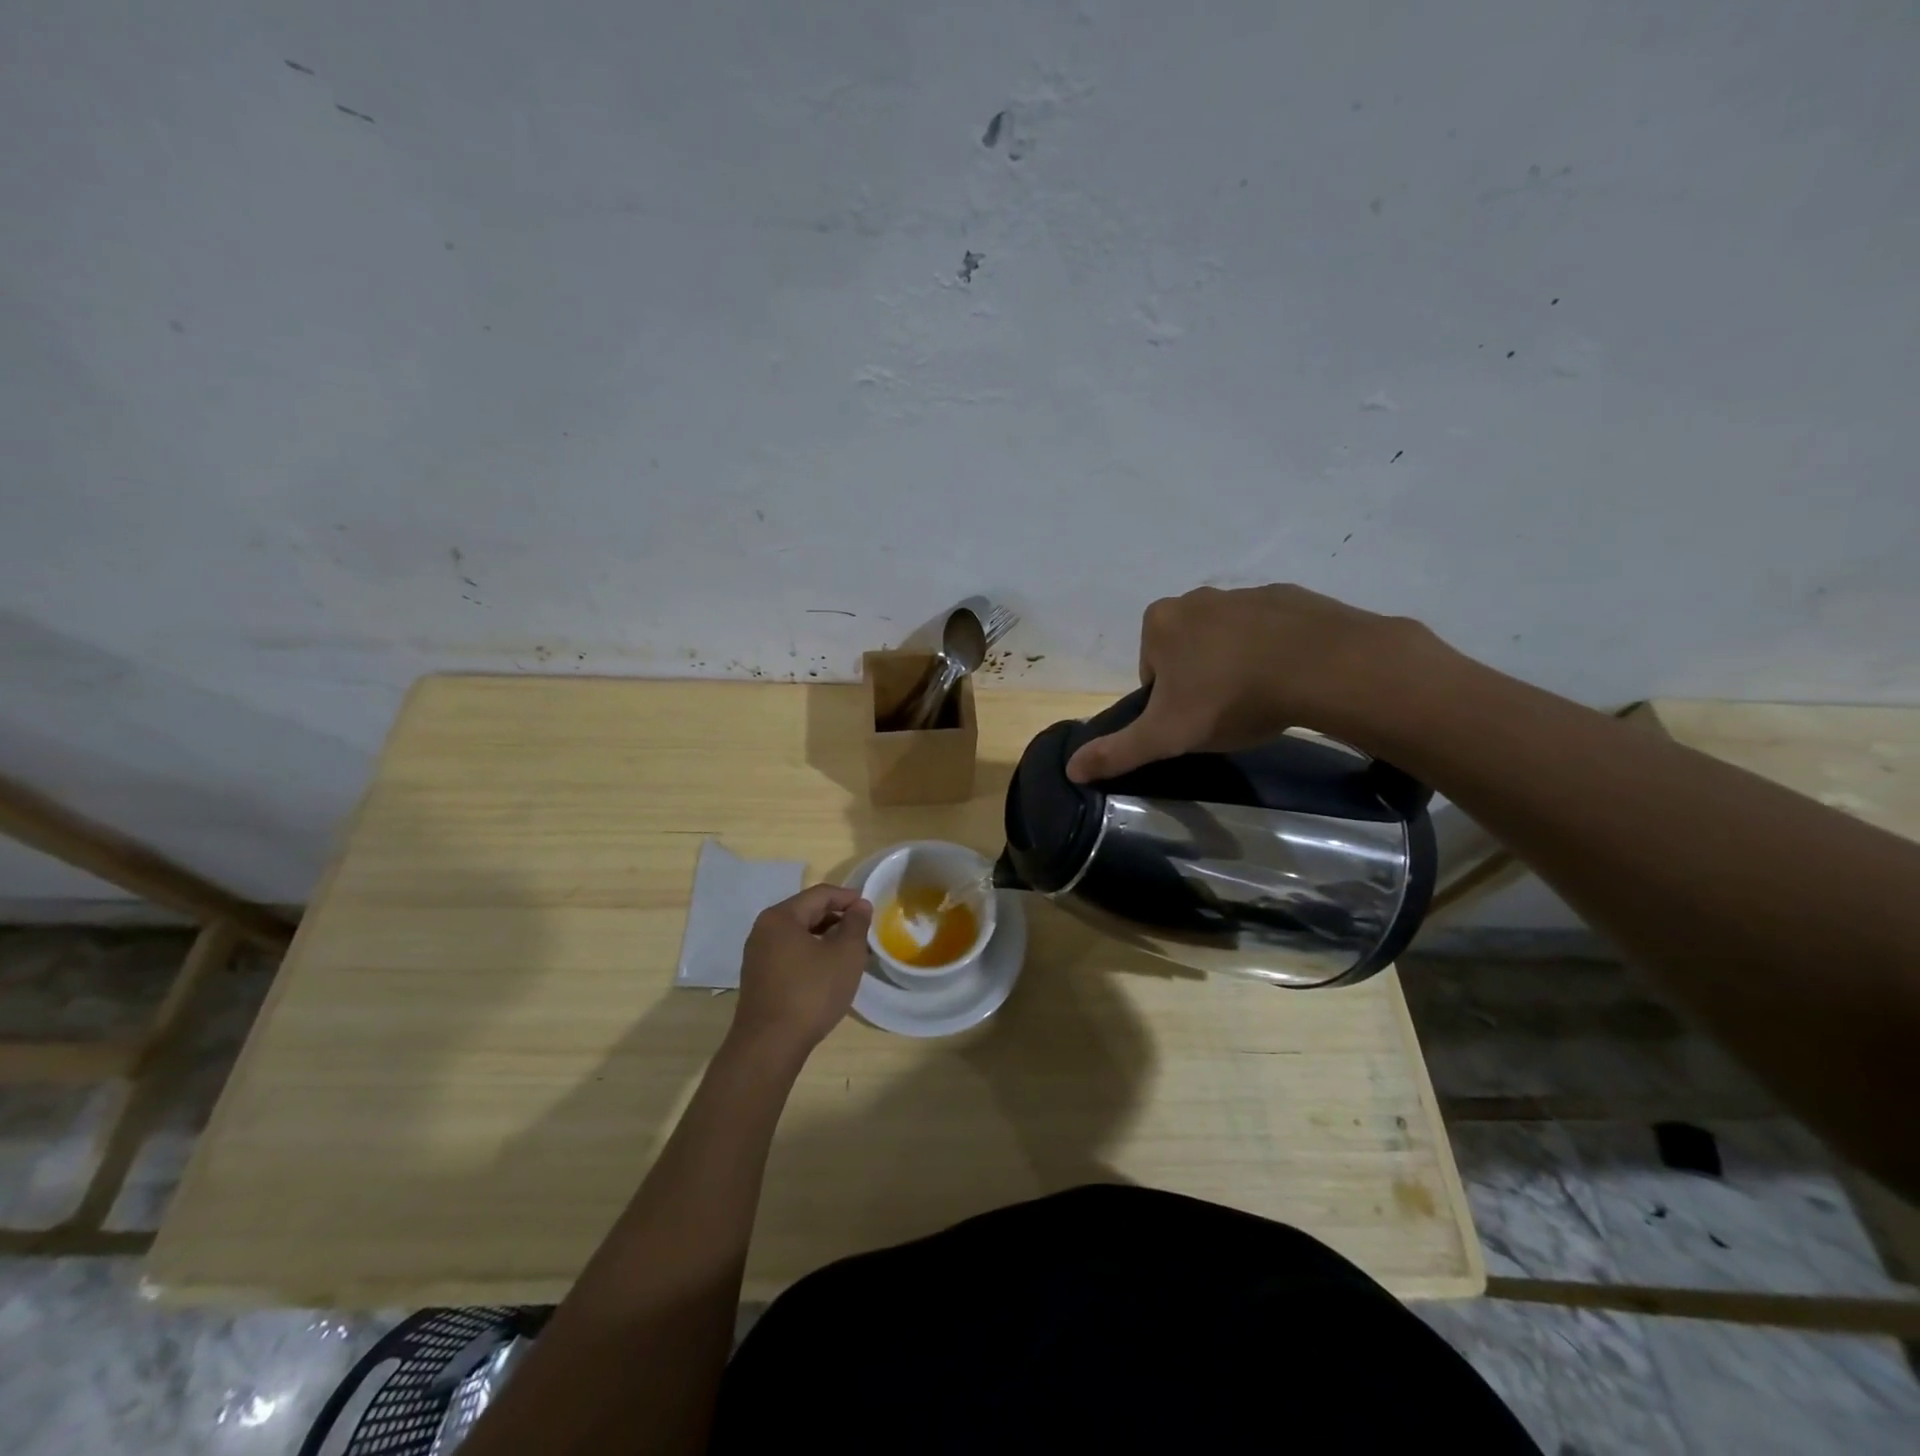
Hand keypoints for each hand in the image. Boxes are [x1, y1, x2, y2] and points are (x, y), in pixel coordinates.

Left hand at [731, 884, 873, 1055]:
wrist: (770, 1046)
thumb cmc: (811, 993)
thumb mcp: (845, 955)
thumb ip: (856, 924)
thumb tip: (859, 905)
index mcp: (781, 917)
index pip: (820, 894)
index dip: (848, 897)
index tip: (870, 908)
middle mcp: (764, 930)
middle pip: (807, 912)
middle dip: (837, 918)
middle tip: (863, 931)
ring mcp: (757, 955)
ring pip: (798, 935)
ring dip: (825, 937)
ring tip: (850, 952)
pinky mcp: (758, 978)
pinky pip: (790, 953)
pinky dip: (811, 954)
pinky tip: (828, 971)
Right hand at [1066, 584, 1429, 782]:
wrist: (1321, 666)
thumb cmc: (1230, 697)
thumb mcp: (1166, 735)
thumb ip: (1117, 751)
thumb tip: (1071, 769)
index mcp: (1159, 623)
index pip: (1150, 669)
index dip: (1167, 700)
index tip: (1191, 720)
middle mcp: (1196, 597)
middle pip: (1186, 650)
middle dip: (1199, 679)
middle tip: (1224, 712)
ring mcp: (1244, 593)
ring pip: (1227, 638)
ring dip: (1236, 664)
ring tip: (1260, 698)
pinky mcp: (1289, 596)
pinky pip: (1269, 630)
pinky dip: (1272, 651)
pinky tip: (1289, 678)